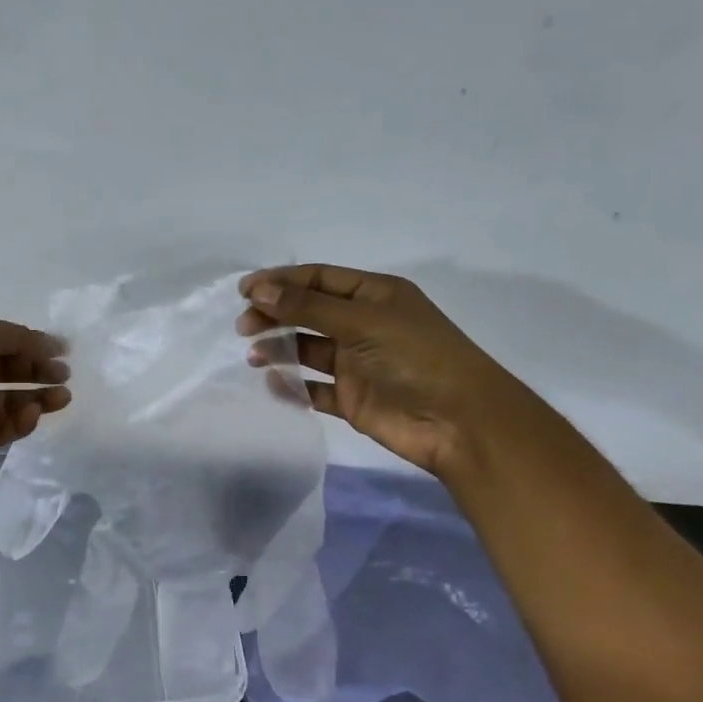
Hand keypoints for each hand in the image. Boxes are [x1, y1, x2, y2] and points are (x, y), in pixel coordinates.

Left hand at [0, 315, 70, 479]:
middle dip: (37, 371)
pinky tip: (34, 414)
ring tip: (63, 398)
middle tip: (64, 376)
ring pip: (7, 401)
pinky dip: (19, 422)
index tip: (64, 352)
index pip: (1, 340)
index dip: (32, 344)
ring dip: (36, 398)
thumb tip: (51, 345)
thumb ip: (18, 337)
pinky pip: (0, 429)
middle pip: (6, 370)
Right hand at [237, 264, 535, 480]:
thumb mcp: (362, 322)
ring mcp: (357, 363)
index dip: (281, 281)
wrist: (458, 422)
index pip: (319, 279)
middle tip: (243, 327)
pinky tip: (274, 384)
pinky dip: (293, 386)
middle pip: (308, 312)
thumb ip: (307, 307)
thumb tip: (258, 291)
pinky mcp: (352, 399)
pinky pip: (314, 388)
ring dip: (279, 349)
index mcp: (374, 296)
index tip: (244, 291)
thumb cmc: (415, 358)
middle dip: (275, 315)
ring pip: (307, 350)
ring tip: (254, 356)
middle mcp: (364, 325)